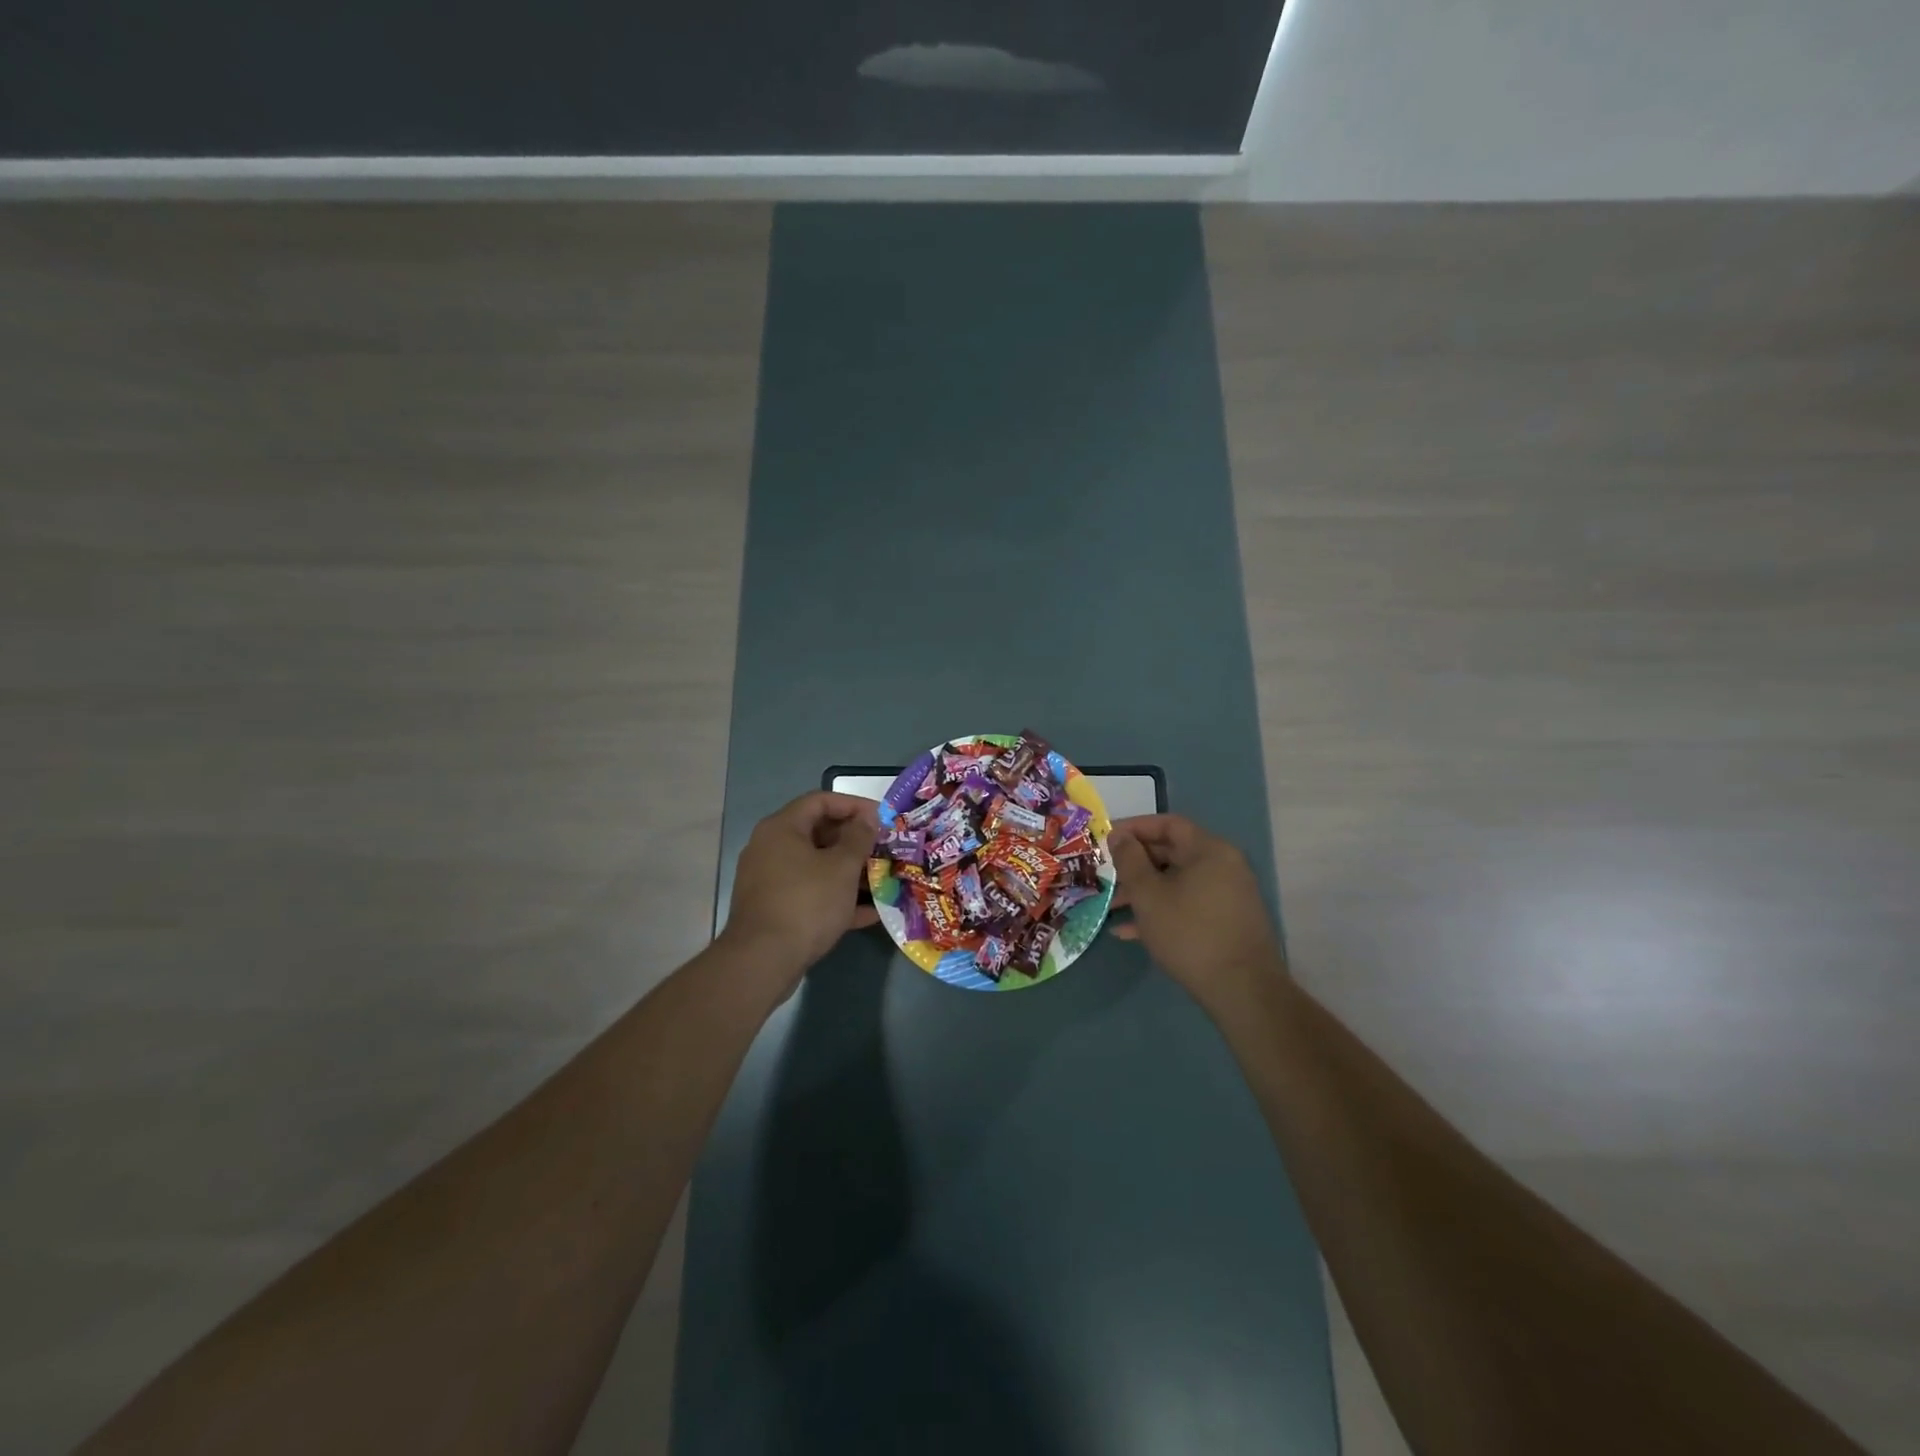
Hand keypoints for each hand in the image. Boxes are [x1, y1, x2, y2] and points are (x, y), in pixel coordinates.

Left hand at [722, 792, 880, 979]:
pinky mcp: (776, 910)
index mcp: (782, 828)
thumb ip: (859, 838)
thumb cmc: (806, 902)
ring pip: (817, 867)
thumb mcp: (841, 866)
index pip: (821, 801)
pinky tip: (870, 913)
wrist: (763, 961)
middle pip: (819, 834)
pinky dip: (837, 899)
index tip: (882, 818)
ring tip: (883, 880)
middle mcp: (771, 848)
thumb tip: (868, 819)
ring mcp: (771, 881)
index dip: (854, 805)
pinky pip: (811, 894)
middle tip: (885, 849)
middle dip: (855, 842)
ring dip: (850, 872)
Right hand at [1108, 814, 1286, 1007]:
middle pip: (1172, 853)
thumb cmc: (1189, 932)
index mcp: (1209, 850)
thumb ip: (1129, 860)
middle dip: (1134, 864)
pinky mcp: (1226, 922)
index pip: (1168, 824)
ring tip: (1110, 906)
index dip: (1134, 827)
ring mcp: (1227, 896)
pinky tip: (1130, 932)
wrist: (1242, 990)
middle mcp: (1223, 866)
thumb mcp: (1148, 894)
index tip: (1107, 839)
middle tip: (1105, 874)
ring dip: (1143, 891)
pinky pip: (1188, 905)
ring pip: (1177, 883)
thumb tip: (1119, 836)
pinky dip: (1161, 911)